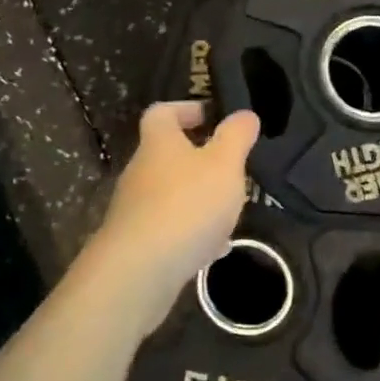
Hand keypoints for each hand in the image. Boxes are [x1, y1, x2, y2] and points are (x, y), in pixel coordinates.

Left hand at [78, 102, 259, 329]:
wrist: (139, 272)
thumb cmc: (186, 205)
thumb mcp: (224, 164)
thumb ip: (236, 137)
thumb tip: (244, 114)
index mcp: (159, 144)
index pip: (162, 112)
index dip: (186, 109)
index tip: (213, 117)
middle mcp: (141, 171)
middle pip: (166, 154)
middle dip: (199, 158)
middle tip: (231, 167)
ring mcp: (135, 209)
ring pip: (170, 193)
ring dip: (198, 197)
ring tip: (229, 210)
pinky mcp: (137, 244)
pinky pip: (169, 228)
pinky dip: (192, 232)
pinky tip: (215, 248)